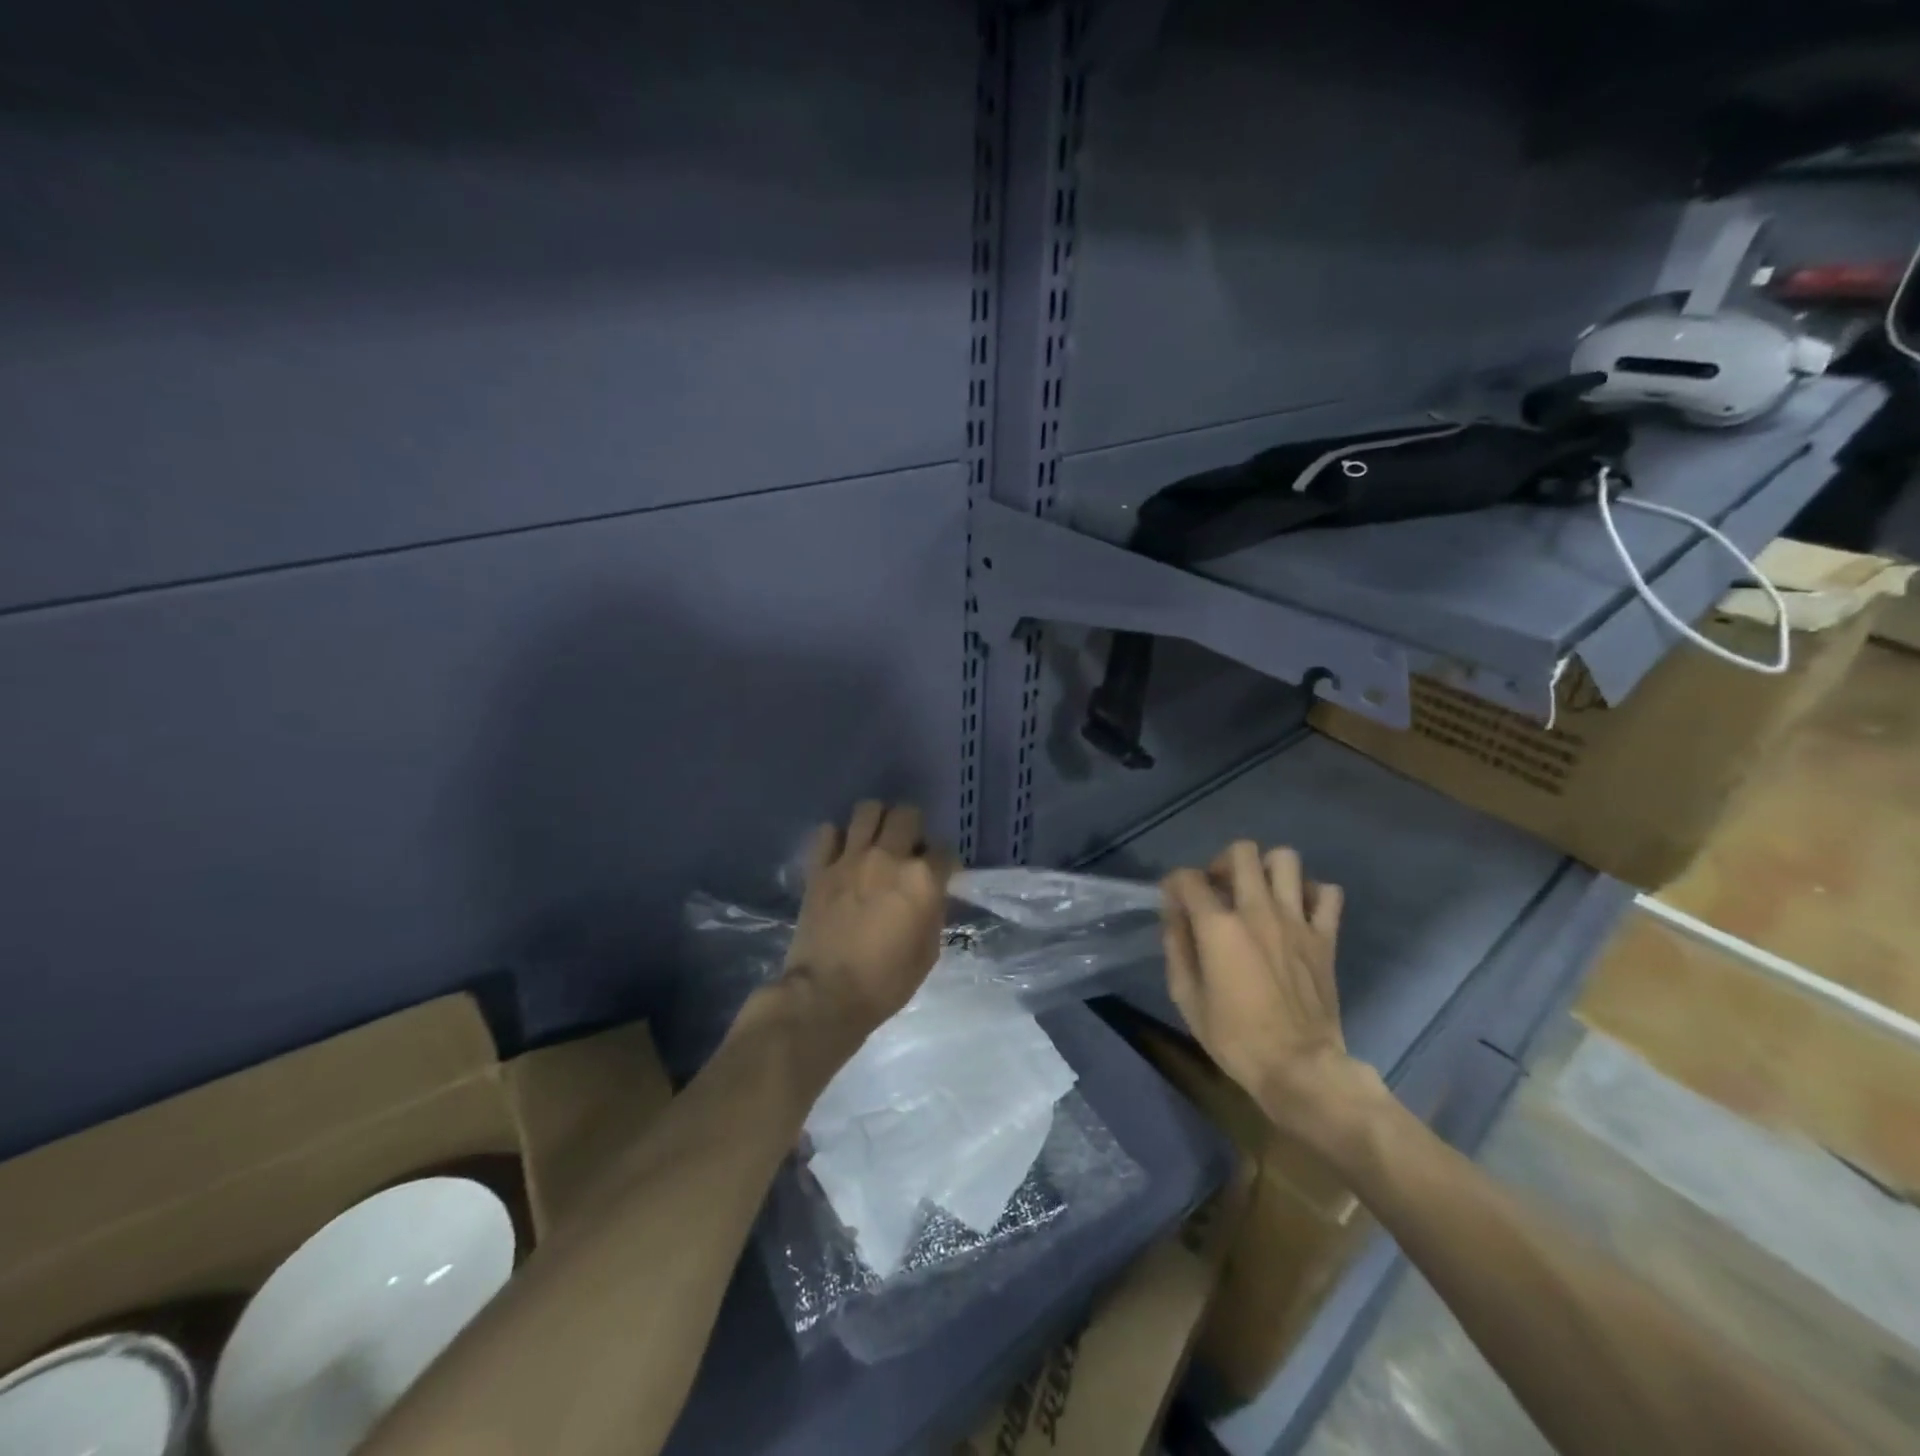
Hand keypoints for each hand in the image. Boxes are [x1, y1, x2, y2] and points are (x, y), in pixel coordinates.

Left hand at [783, 801, 953, 1039]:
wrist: (826, 995)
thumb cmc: (886, 982)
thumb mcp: (928, 952)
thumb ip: (933, 912)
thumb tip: (931, 893)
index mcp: (922, 879)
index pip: (944, 850)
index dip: (944, 862)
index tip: (940, 874)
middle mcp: (888, 858)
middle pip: (907, 814)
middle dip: (913, 827)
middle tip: (908, 849)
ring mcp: (850, 858)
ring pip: (867, 809)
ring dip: (877, 821)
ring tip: (876, 842)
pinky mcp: (820, 868)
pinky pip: (828, 832)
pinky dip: (838, 838)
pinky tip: (843, 855)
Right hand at [1161, 840, 1377, 1139]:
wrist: (1300, 1068)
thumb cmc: (1235, 1038)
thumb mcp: (1186, 997)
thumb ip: (1177, 947)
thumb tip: (1174, 914)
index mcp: (1219, 926)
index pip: (1188, 878)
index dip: (1174, 883)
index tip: (1173, 900)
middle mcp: (1258, 911)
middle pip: (1242, 852)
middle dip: (1221, 863)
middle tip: (1218, 890)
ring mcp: (1297, 920)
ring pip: (1285, 859)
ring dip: (1266, 869)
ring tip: (1257, 893)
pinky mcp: (1325, 937)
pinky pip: (1328, 893)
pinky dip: (1311, 893)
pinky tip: (1297, 910)